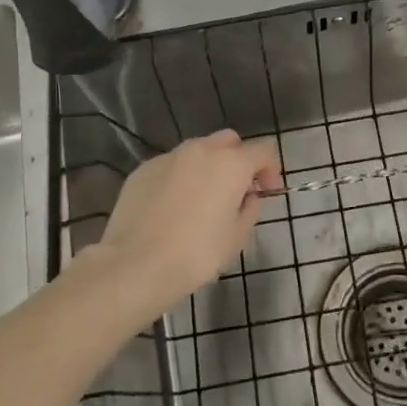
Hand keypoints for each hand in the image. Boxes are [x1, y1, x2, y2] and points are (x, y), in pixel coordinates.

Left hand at [95, 130, 281, 312]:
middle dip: (238, 160)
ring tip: (201, 200)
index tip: (266, 193)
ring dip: (208, 166)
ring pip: (198, 150)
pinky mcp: (143, 168)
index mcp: (230, 164)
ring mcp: (169, 156)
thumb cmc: (196, 254)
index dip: (270, 170)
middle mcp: (201, 150)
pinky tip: (172, 207)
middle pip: (229, 141)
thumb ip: (249, 209)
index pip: (263, 150)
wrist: (136, 264)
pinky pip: (171, 165)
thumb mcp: (236, 238)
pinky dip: (180, 177)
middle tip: (236, 191)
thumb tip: (247, 197)